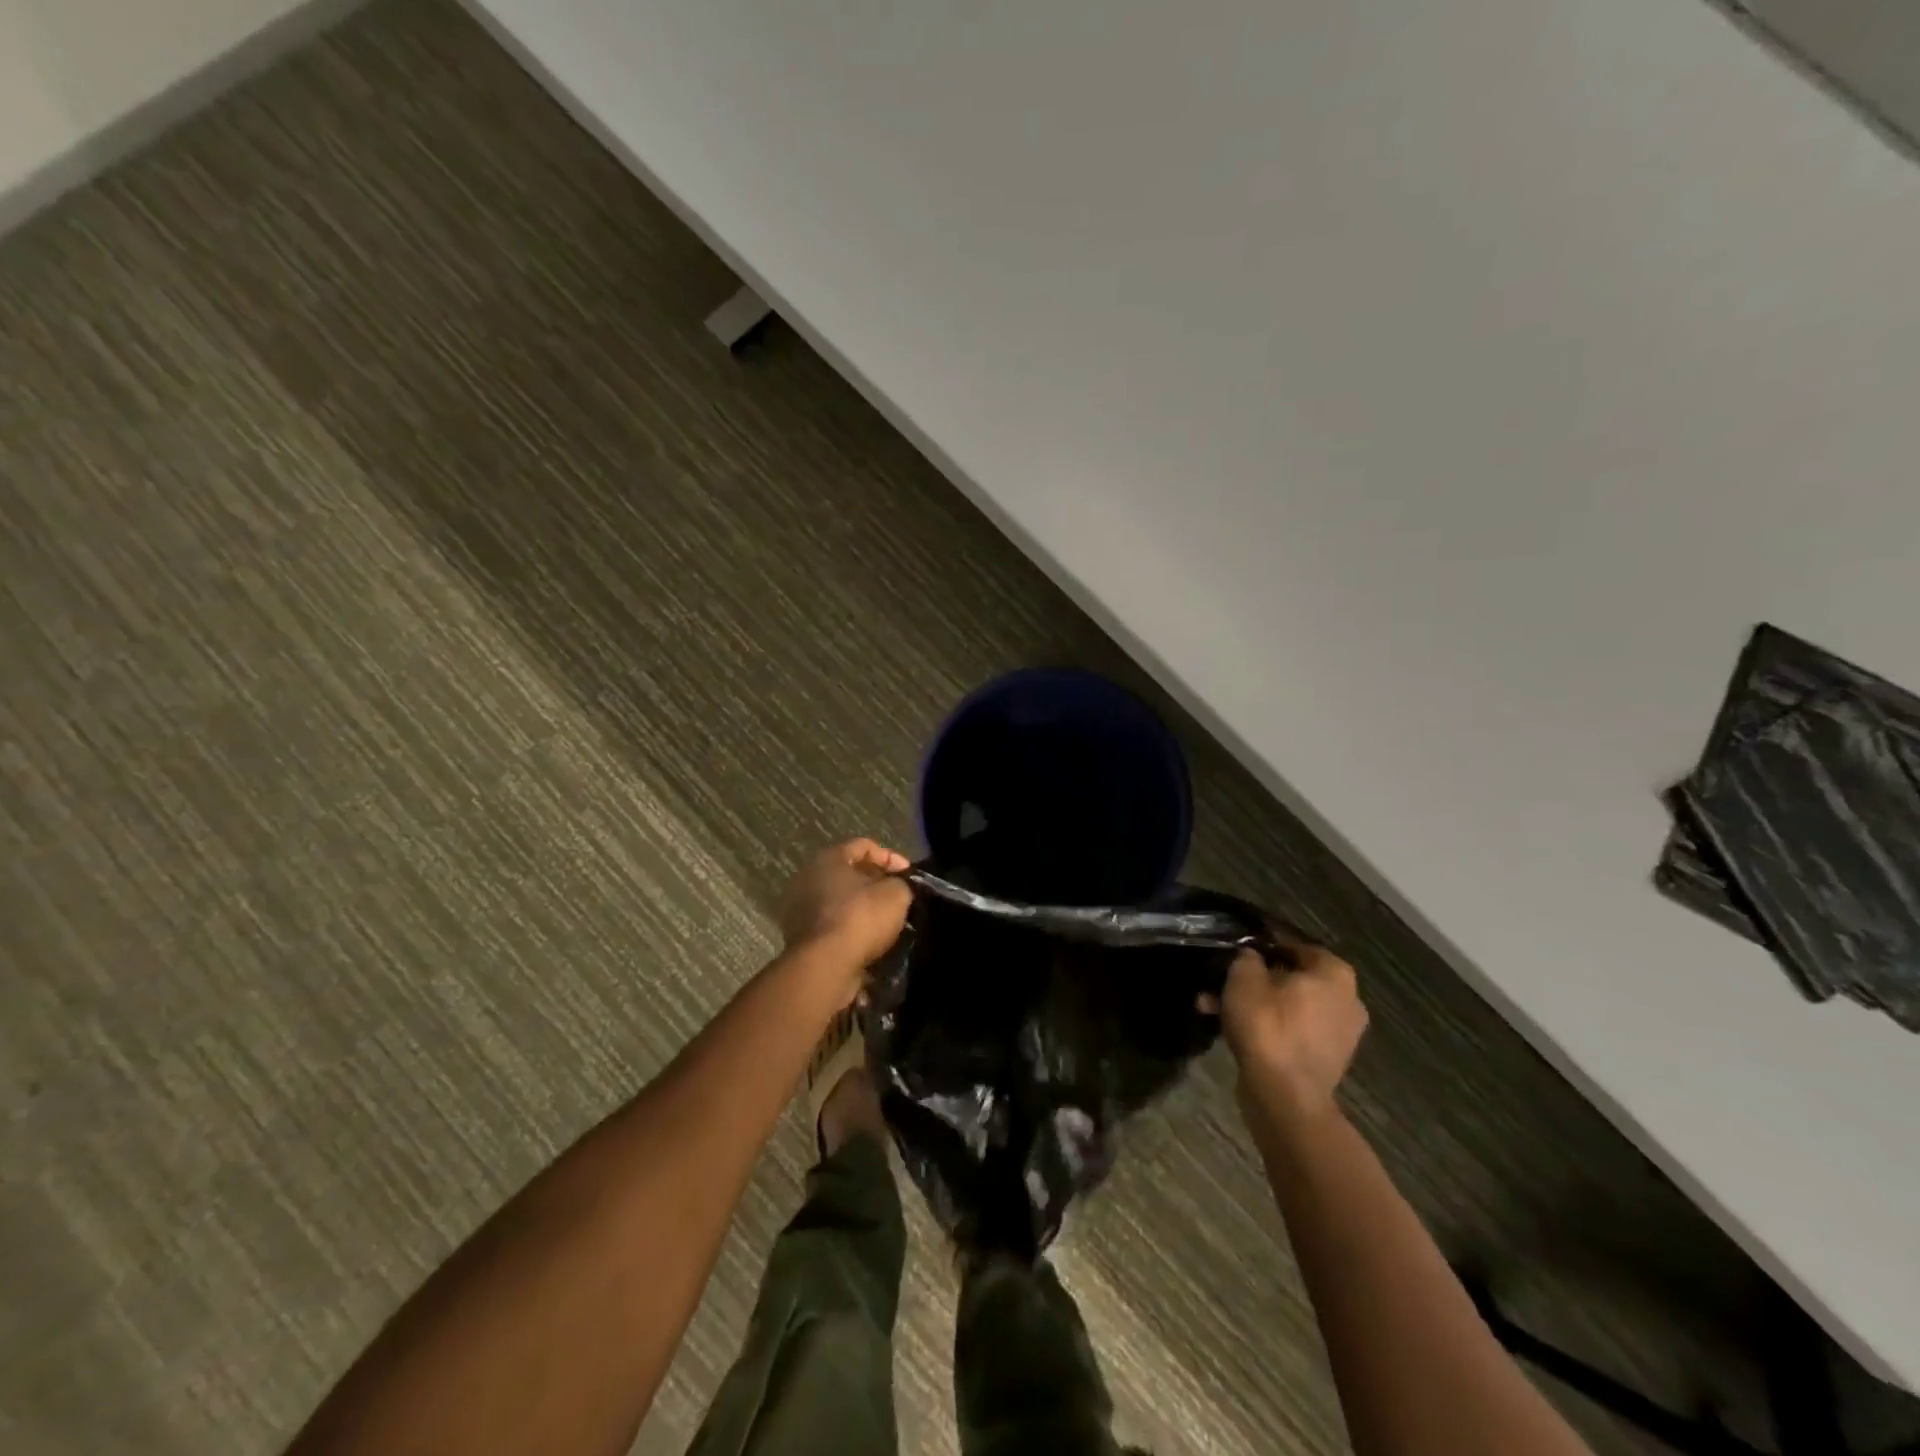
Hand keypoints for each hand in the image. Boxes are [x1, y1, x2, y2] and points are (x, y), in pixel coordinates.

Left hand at [777, 839, 912, 992]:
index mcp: (828, 858)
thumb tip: (898, 888)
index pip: (864, 846)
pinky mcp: (801, 938)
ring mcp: (800, 909)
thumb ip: (901, 884)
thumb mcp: (896, 894)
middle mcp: (808, 878)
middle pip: (849, 874)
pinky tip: (871, 941)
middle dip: (876, 883)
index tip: (909, 875)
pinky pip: (834, 925)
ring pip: (840, 901)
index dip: (891, 857)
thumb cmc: (860, 918)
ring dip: (863, 909)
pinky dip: (852, 930)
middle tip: (898, 896)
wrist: (825, 966)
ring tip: (887, 921)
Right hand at [1204, 937, 1367, 1130]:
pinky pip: (1291, 1029)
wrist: (1286, 1097)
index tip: (1236, 944)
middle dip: (1253, 978)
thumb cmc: (1268, 1026)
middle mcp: (1347, 999)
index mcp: (1335, 973)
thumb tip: (1252, 956)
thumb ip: (1247, 957)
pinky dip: (1265, 1025)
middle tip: (1221, 978)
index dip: (1262, 941)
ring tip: (1213, 1005)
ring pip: (1287, 1005)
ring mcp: (1339, 1032)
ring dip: (1253, 1003)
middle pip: (1291, 976)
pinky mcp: (1325, 1059)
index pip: (1294, 943)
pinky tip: (1230, 1029)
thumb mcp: (1244, 978)